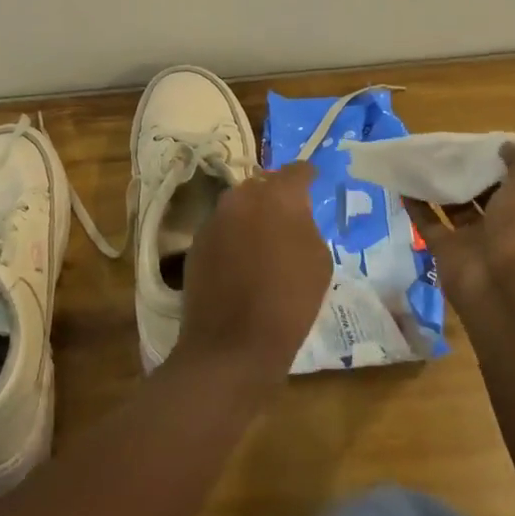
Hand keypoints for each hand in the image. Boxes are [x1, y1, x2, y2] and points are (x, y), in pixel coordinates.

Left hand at [176, 162, 329, 396]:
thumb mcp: (318, 261)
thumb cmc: (289, 302)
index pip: (296, 171)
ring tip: (265, 240)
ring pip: (239, 207)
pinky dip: (234, 237)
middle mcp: (240, 197)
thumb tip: (294, 216)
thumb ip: (306, 225)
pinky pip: (222, 229)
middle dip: (276, 196)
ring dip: (252, 216)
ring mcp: (214, 218)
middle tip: (290, 216)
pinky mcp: (196, 242)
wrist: (232, 344)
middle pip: (262, 185)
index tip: (314, 181)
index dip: (307, 176)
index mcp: (277, 196)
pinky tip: (242, 260)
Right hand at [409, 143, 514, 306]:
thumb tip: (505, 147)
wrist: (506, 291)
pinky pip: (429, 223)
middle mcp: (514, 223)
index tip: (494, 142)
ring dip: (443, 184)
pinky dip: (415, 204)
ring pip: (459, 205)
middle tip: (451, 145)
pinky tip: (401, 182)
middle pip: (493, 190)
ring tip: (422, 157)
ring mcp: (480, 238)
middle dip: (475, 168)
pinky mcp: (449, 250)